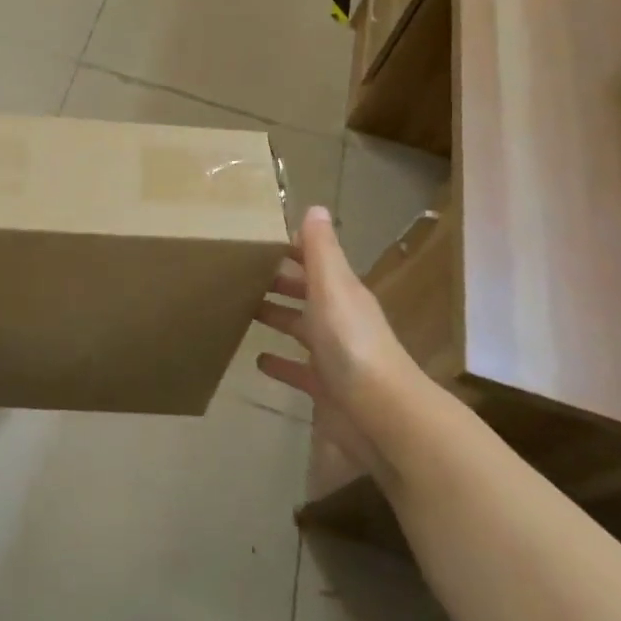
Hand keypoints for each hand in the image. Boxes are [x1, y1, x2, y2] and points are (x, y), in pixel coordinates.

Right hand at [254, 205, 432, 483]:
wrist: (381, 413)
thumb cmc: (351, 342)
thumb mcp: (333, 286)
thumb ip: (321, 250)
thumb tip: (315, 207)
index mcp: (341, 291)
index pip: (314, 260)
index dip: (290, 248)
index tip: (257, 239)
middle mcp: (338, 318)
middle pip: (305, 292)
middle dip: (278, 280)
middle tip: (240, 272)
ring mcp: (332, 354)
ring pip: (300, 327)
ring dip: (277, 316)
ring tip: (243, 309)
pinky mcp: (325, 387)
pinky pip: (297, 369)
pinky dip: (280, 363)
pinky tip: (258, 360)